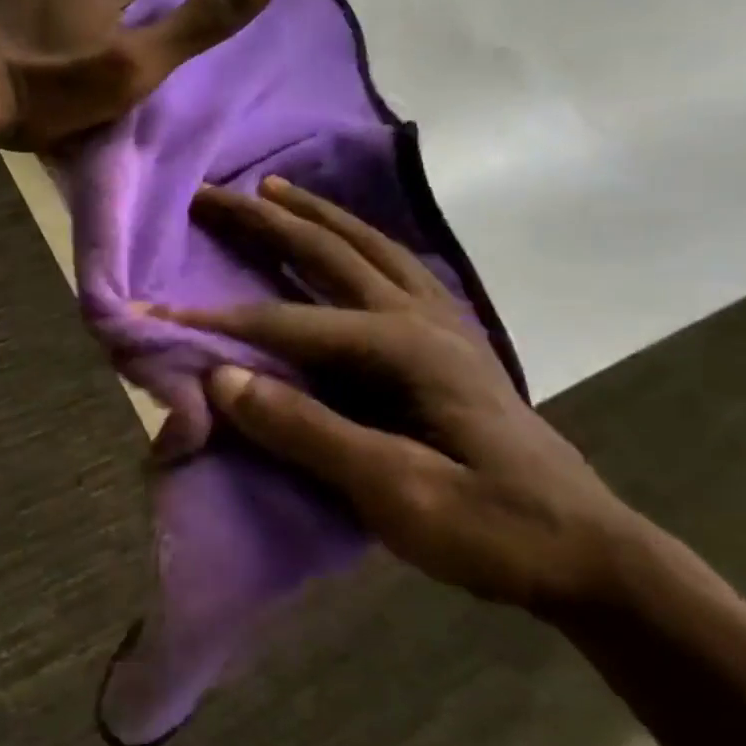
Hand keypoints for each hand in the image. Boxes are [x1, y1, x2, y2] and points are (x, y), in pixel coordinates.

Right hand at [159, 177, 648, 614]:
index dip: (216, 322)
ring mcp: (444, 325)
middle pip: (330, 252)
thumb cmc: (491, 528)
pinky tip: (348, 241)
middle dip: (264, 220)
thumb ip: (307, 431)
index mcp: (405, 349)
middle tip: (211, 194)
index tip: (155, 312)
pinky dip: (360, 241)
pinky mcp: (453, 342)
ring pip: (370, 247)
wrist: (590, 556)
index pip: (287, 325)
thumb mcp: (395, 492)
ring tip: (274, 189)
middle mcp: (422, 319)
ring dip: (315, 215)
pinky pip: (396, 268)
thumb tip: (221, 379)